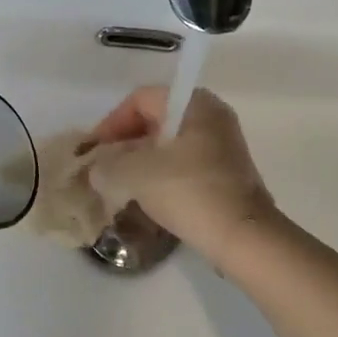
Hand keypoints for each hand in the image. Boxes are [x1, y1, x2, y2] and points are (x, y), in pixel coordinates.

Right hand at [86, 86, 279, 265]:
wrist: (242, 236)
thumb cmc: (188, 192)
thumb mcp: (134, 175)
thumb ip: (107, 166)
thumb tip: (98, 170)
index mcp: (194, 104)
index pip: (141, 99)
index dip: (111, 122)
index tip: (95, 151)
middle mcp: (213, 116)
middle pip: (156, 120)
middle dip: (125, 143)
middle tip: (104, 167)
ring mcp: (224, 145)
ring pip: (170, 144)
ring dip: (142, 160)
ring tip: (121, 184)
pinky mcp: (228, 173)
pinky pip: (185, 163)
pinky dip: (163, 174)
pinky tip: (148, 196)